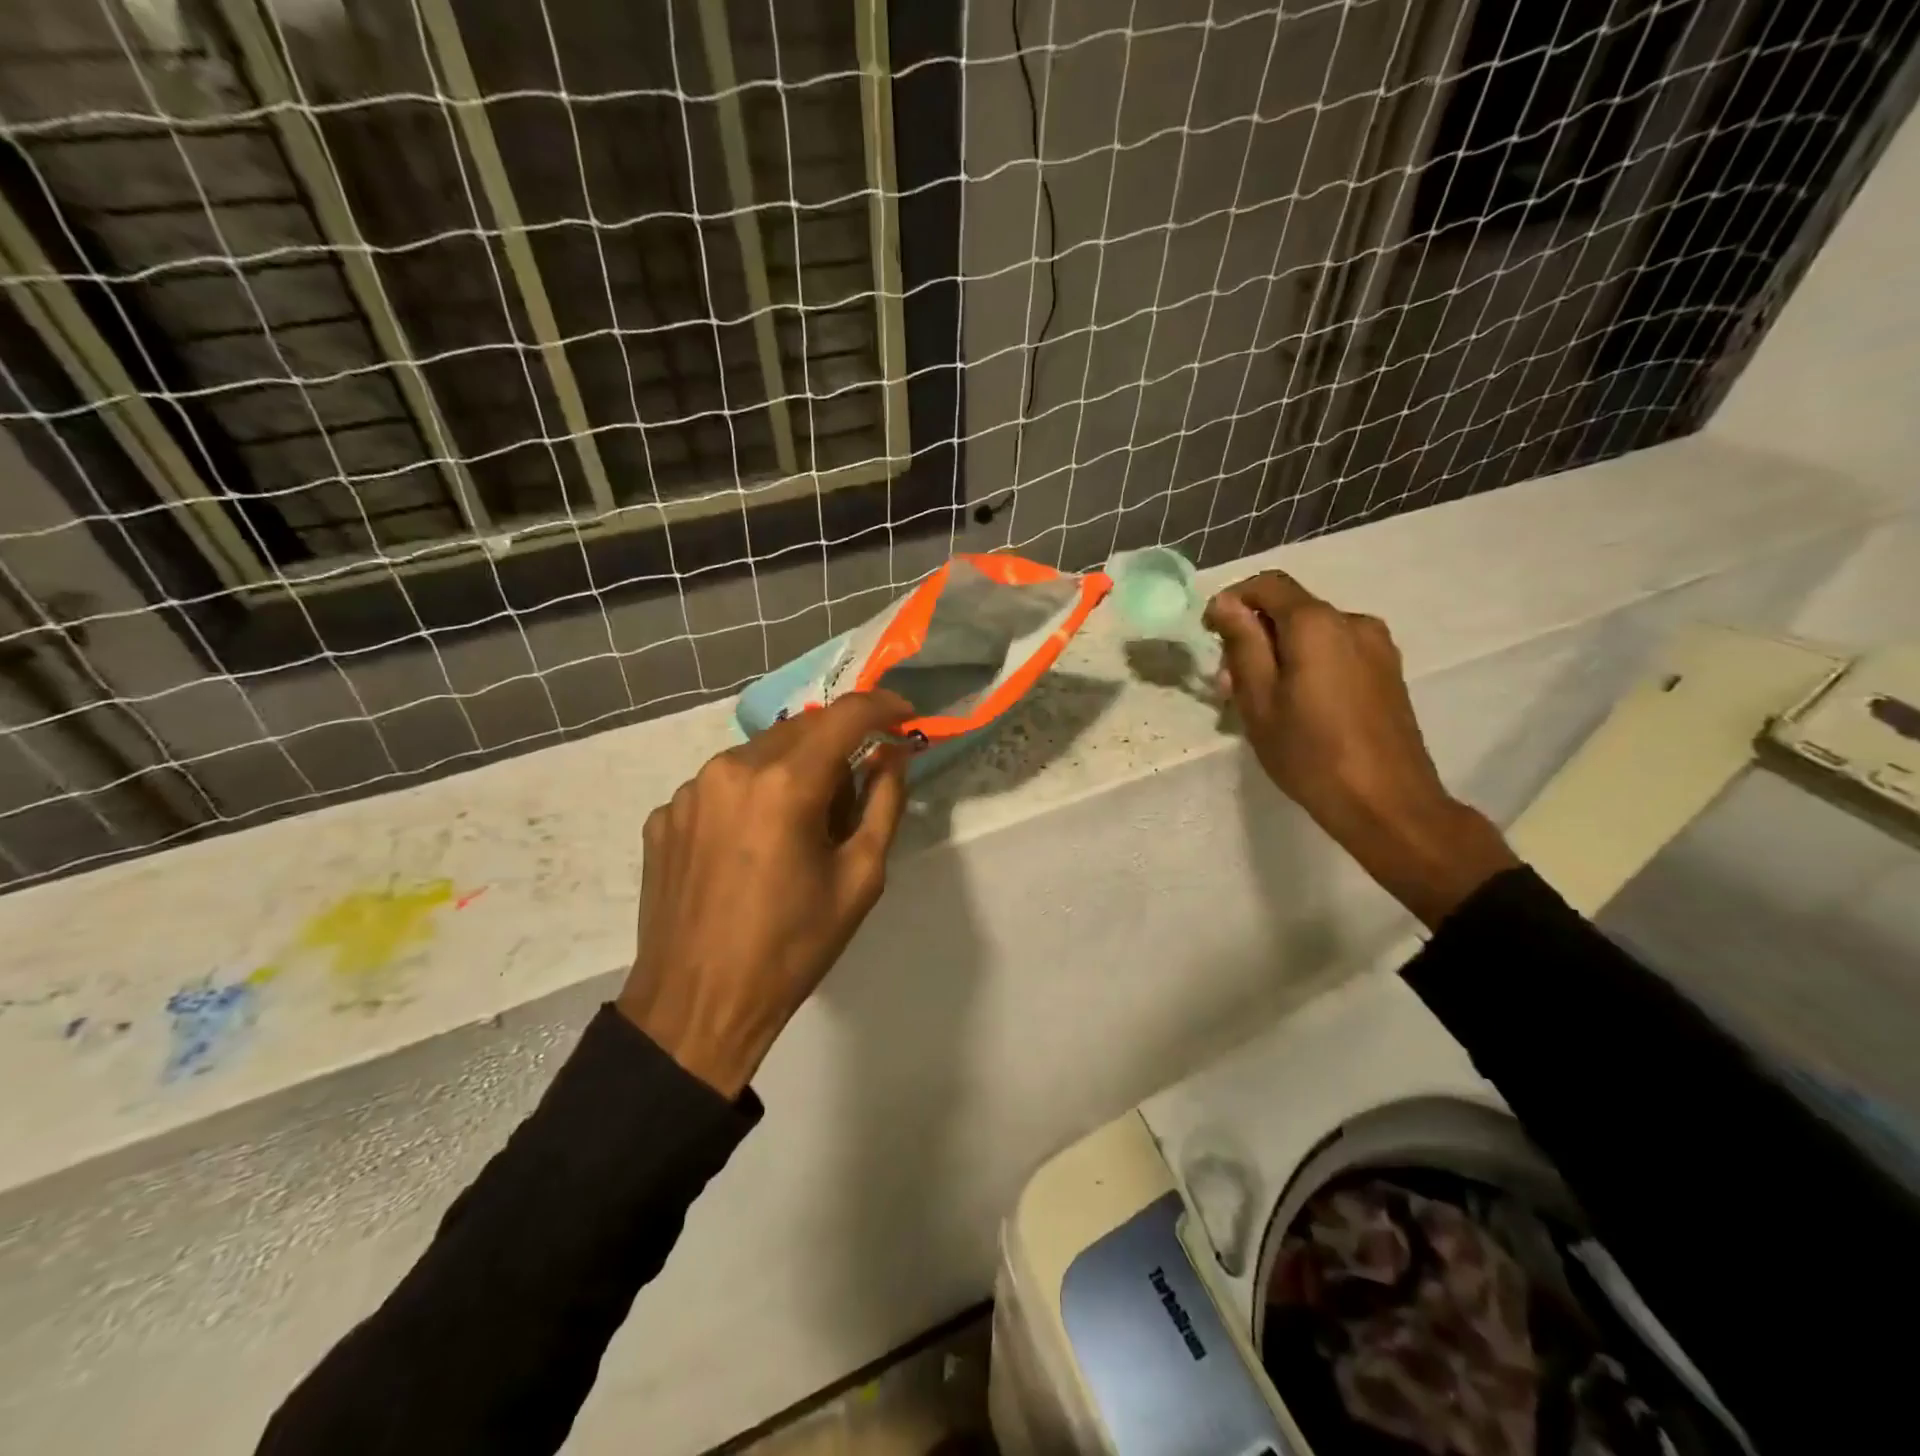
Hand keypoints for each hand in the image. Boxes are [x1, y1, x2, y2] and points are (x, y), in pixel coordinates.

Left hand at [619, 692, 913, 1096]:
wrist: (696, 1006)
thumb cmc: (792, 947)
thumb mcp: (860, 879)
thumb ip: (884, 803)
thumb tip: (892, 755)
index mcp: (785, 784)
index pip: (845, 716)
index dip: (882, 706)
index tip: (904, 715)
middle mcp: (731, 769)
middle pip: (801, 729)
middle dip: (836, 748)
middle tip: (850, 801)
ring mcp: (688, 791)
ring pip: (759, 755)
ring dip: (791, 773)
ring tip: (796, 834)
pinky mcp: (663, 815)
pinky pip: (722, 786)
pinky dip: (750, 799)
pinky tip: (750, 850)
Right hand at [1204, 571, 1515, 927]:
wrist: (1387, 803)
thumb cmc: (1310, 753)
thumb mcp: (1258, 700)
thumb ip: (1242, 644)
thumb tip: (1225, 603)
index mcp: (1317, 624)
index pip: (1267, 585)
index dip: (1232, 601)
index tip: (1210, 635)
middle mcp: (1352, 621)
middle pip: (1291, 609)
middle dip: (1254, 635)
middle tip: (1228, 683)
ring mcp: (1377, 646)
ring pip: (1313, 633)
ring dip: (1280, 653)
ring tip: (1261, 700)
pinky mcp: (1387, 671)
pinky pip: (1336, 651)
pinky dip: (1308, 664)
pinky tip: (1297, 706)